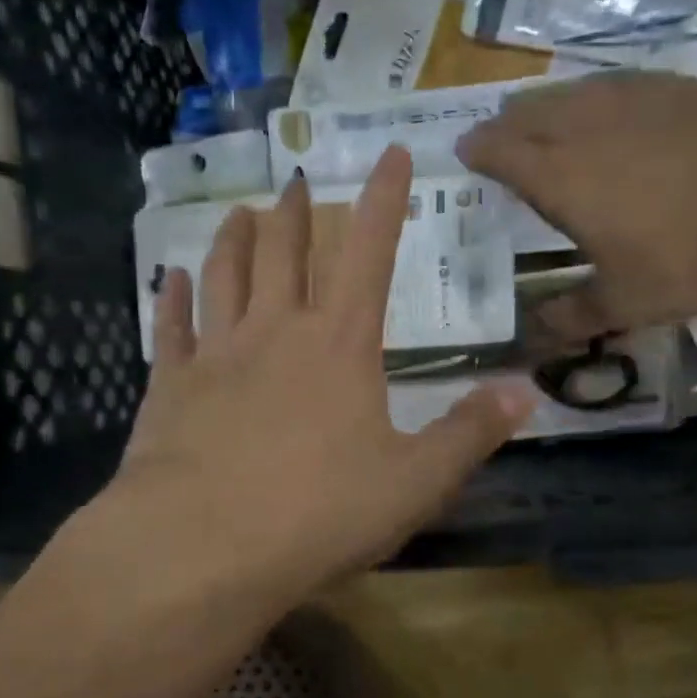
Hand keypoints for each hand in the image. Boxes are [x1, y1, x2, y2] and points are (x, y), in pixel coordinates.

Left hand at [115, 146, 533, 600]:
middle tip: (297, 182)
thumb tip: (527, 391)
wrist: (204, 545)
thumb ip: (470, 433)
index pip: (370, 253)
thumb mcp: (415, 482)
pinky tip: (172, 278)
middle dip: (297, 213)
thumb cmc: (320, 513)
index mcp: (341, 345)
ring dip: (235, 240)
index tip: (391, 153)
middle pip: (287, 253)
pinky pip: (171, 328)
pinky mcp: (169, 387)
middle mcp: (276, 332)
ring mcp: (216, 355)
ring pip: (225, 276)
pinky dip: (174, 298)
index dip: (385, 200)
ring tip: (241, 214)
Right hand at [457, 72, 696, 340]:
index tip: (465, 153)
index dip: (479, 152)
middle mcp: (586, 126)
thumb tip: (536, 333)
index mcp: (560, 176)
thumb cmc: (692, 256)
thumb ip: (574, 316)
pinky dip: (593, 95)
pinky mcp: (678, 87)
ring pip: (571, 92)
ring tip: (541, 118)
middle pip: (529, 112)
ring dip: (546, 105)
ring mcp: (634, 98)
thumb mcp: (626, 303)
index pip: (501, 152)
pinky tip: (607, 106)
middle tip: (497, 137)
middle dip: (505, 123)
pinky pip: (615, 83)